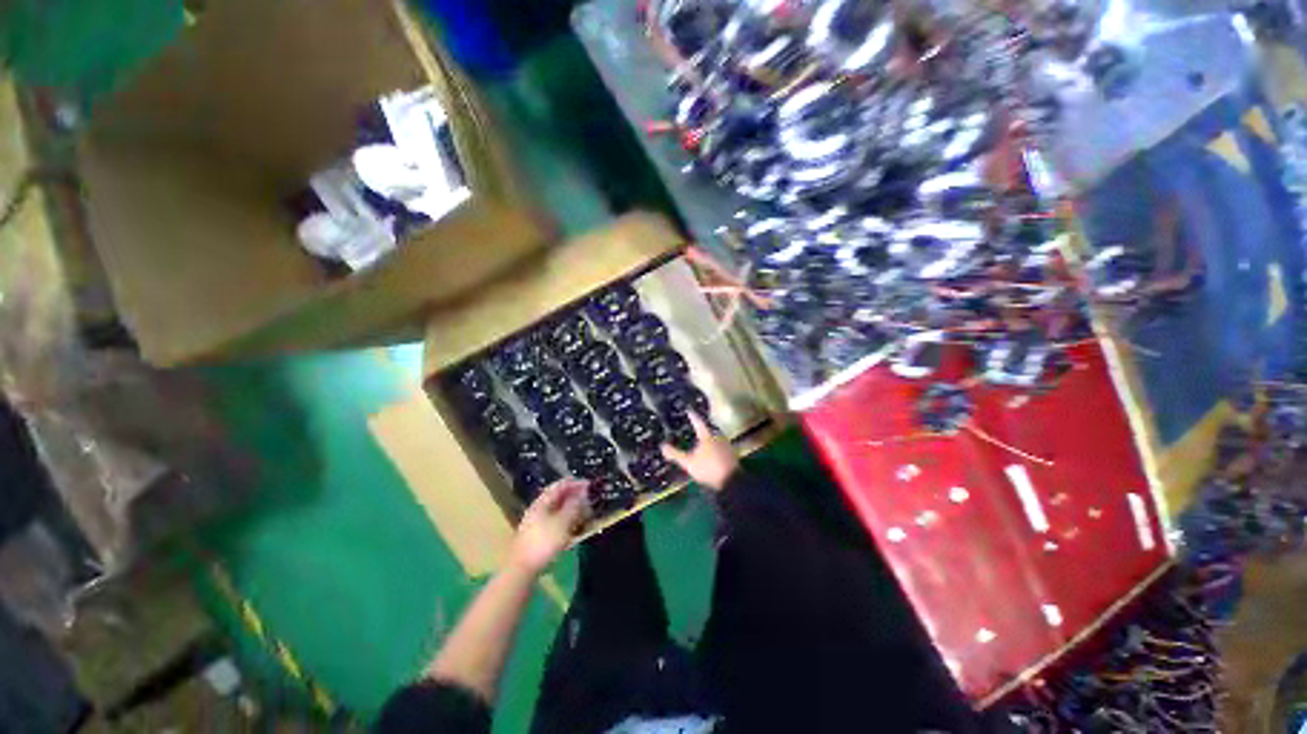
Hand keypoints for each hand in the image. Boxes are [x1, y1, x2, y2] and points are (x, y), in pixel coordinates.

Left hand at [509, 479, 589, 575]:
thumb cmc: (544, 542)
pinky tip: (573, 526)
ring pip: (556, 509)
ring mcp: (536, 522)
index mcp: (542, 502)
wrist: (522, 569)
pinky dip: (566, 519)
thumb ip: (574, 505)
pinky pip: (555, 521)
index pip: (560, 485)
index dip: (575, 483)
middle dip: (574, 495)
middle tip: (589, 497)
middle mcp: (538, 509)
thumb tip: (582, 493)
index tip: (590, 484)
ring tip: (584, 511)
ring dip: (571, 508)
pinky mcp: (537, 535)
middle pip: (557, 497)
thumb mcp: (563, 522)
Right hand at [660, 413, 738, 491]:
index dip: (692, 415)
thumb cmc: (709, 468)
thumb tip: (662, 446)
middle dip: (700, 427)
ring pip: (714, 436)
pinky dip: (712, 445)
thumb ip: (675, 454)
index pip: (698, 421)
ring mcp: (726, 444)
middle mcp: (718, 436)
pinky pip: (719, 444)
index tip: (687, 409)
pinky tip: (709, 451)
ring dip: (706, 437)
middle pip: (707, 428)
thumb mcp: (688, 463)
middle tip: (692, 425)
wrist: (732, 482)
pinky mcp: (731, 453)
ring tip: (698, 438)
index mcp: (707, 435)